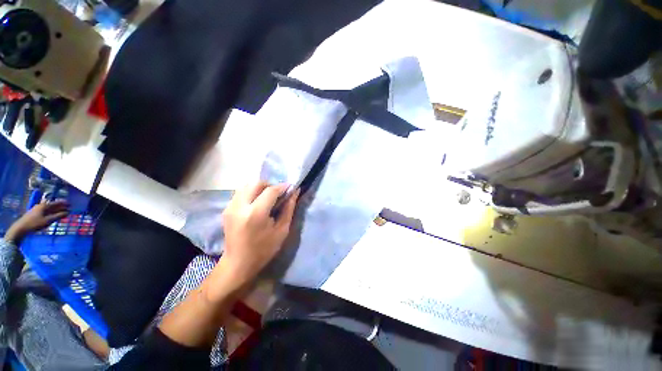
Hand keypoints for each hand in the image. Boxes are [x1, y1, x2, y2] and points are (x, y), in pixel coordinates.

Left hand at [4, 200, 69, 243]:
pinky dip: (51, 212)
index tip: (70, 204)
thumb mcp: (48, 221)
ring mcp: (37, 209)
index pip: (56, 203)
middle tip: (67, 208)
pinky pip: (45, 211)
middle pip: (52, 205)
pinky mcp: (35, 213)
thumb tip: (67, 212)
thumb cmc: (35, 224)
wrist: (21, 228)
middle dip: (60, 207)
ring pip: (49, 208)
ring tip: (61, 212)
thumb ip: (58, 216)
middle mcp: (41, 205)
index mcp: (45, 206)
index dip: (64, 203)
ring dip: (55, 210)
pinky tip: (52, 215)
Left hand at [221, 182, 298, 285]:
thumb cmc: (264, 249)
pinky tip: (258, 203)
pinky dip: (252, 192)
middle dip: (270, 185)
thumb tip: (294, 192)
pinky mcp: (226, 209)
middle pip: (256, 183)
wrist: (238, 263)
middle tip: (278, 193)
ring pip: (247, 185)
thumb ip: (289, 208)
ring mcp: (230, 207)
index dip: (282, 187)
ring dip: (260, 187)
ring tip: (268, 197)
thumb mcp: (282, 230)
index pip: (270, 190)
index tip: (290, 187)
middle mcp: (240, 206)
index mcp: (256, 214)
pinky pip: (241, 192)